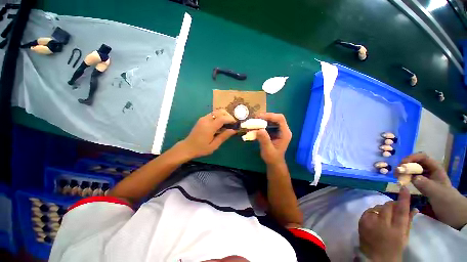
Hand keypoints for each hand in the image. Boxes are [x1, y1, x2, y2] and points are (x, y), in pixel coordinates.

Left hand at [180, 109, 236, 158]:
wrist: (187, 147)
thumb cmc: (201, 148)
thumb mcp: (214, 145)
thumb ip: (224, 136)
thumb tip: (234, 130)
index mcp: (209, 127)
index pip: (223, 118)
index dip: (231, 119)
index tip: (236, 124)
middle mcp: (206, 119)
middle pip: (220, 111)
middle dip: (228, 116)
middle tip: (232, 124)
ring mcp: (203, 118)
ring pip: (217, 111)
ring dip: (224, 115)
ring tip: (227, 124)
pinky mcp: (202, 119)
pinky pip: (213, 114)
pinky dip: (219, 116)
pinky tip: (220, 124)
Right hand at [255, 113, 291, 165]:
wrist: (274, 162)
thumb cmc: (272, 157)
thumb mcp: (268, 149)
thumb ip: (264, 140)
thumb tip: (259, 129)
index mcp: (285, 133)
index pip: (280, 119)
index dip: (270, 116)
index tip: (259, 117)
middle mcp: (283, 130)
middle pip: (276, 118)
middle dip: (265, 117)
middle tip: (255, 118)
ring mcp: (279, 130)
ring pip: (272, 120)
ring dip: (263, 119)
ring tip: (254, 121)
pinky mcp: (274, 132)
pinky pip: (269, 124)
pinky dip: (262, 124)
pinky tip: (255, 126)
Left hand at [358, 187, 416, 261]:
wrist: (374, 258)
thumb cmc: (393, 249)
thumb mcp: (404, 237)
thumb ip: (408, 222)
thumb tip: (413, 208)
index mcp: (396, 230)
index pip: (401, 211)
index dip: (403, 198)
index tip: (403, 187)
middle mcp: (382, 224)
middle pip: (387, 206)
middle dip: (392, 205)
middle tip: (395, 208)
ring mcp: (369, 222)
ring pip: (377, 207)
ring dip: (382, 209)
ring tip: (385, 217)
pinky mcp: (361, 220)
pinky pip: (369, 211)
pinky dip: (374, 212)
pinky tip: (376, 218)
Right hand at [399, 153, 466, 229]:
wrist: (452, 213)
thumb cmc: (447, 201)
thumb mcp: (437, 192)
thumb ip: (425, 184)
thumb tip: (412, 177)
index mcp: (435, 169)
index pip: (422, 157)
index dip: (412, 158)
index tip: (402, 164)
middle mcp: (430, 171)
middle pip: (416, 162)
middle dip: (405, 165)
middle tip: (396, 171)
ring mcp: (426, 178)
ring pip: (412, 170)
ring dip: (404, 171)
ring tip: (396, 176)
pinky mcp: (422, 185)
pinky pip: (412, 178)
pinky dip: (405, 178)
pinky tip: (401, 181)